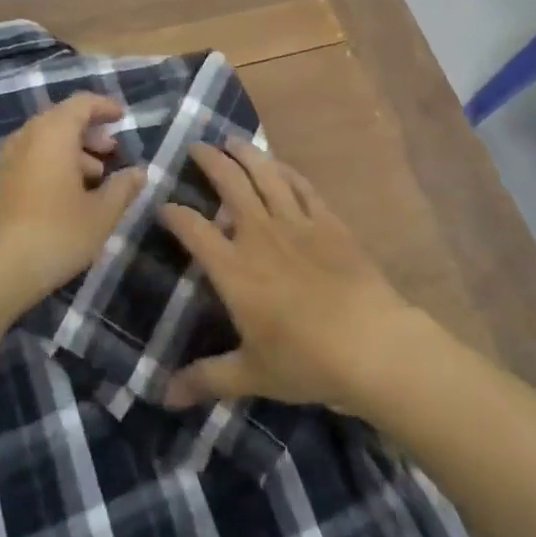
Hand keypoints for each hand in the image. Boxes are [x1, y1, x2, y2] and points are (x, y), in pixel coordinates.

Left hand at [0, 92, 145, 314]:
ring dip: (72, 150)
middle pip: (62, 119)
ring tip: (95, 177)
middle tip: (113, 151)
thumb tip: (139, 172)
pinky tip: (68, 195)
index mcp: (53, 133)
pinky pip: (31, 157)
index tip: (122, 118)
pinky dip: (53, 163)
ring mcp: (7, 159)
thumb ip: (122, 188)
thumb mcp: (101, 214)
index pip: (81, 103)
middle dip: (90, 131)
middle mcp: (27, 137)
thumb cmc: (55, 235)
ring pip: (45, 140)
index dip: (104, 107)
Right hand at [157, 139, 426, 414]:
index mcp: (234, 269)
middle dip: (209, 161)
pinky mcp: (328, 221)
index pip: (194, 230)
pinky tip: (279, 165)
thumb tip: (164, 396)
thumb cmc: (306, 361)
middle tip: (196, 146)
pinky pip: (302, 186)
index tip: (163, 205)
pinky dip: (286, 170)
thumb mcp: (251, 375)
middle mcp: (259, 235)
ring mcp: (296, 223)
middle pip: (229, 184)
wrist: (372, 344)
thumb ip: (206, 378)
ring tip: (232, 140)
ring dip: (246, 153)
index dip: (174, 214)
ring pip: (265, 174)